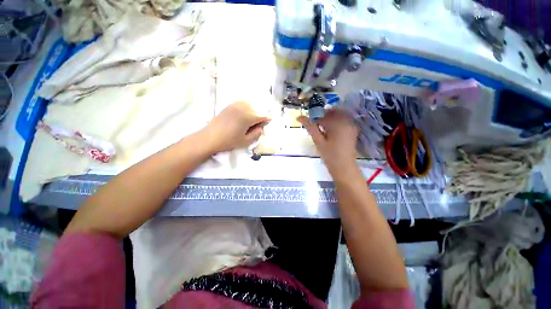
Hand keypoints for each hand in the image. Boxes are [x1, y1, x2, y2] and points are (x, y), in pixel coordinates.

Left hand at [203, 101, 269, 152]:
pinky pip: (243, 103)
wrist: (210, 137)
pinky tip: (244, 115)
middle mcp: (244, 107)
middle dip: (260, 116)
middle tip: (257, 125)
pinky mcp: (230, 105)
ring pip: (251, 104)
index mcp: (249, 116)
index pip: (264, 115)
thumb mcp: (246, 141)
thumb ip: (257, 133)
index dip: (266, 121)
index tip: (263, 127)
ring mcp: (236, 104)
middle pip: (258, 108)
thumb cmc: (229, 141)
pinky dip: (247, 107)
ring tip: (251, 120)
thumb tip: (261, 127)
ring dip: (254, 111)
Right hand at [299, 108, 358, 177]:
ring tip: (323, 130)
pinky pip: (344, 120)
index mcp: (337, 123)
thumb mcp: (318, 141)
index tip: (311, 126)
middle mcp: (347, 121)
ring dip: (330, 119)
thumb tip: (300, 117)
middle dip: (323, 117)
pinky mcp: (353, 130)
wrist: (344, 167)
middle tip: (317, 127)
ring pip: (339, 115)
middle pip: (333, 112)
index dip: (315, 119)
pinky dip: (336, 123)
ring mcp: (351, 125)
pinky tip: (331, 132)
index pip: (324, 115)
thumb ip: (310, 127)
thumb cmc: (329, 155)